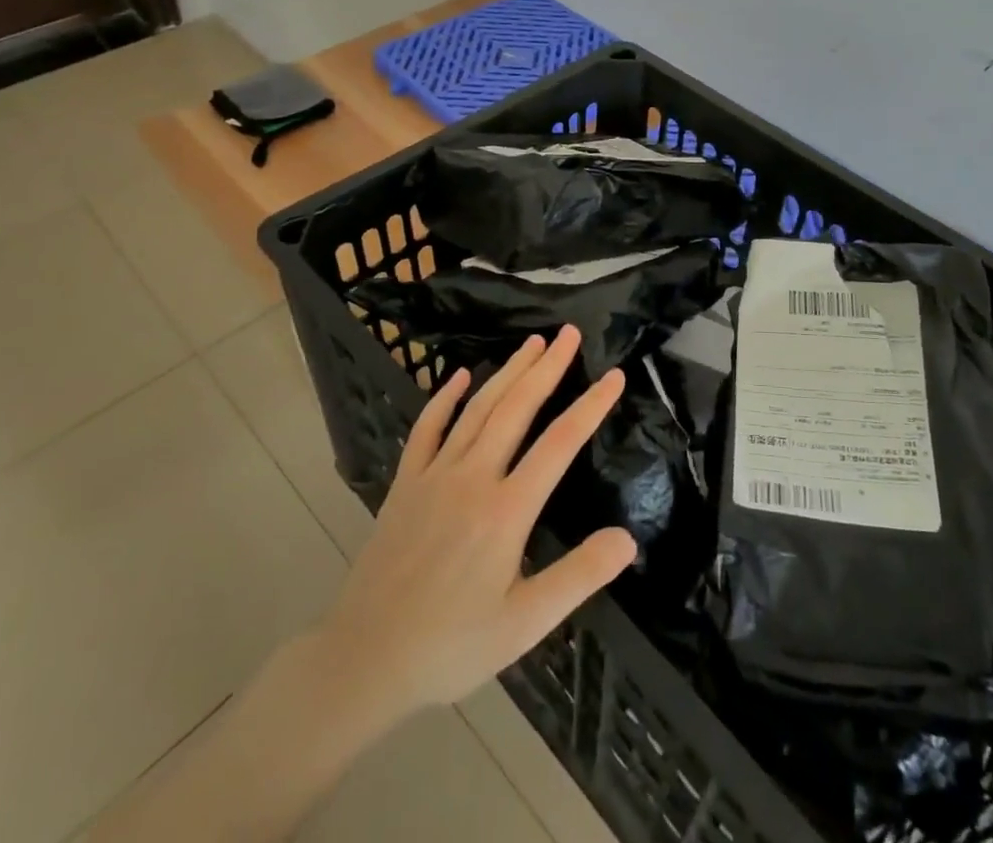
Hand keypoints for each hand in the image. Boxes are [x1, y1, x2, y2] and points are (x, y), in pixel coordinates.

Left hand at [317, 326, 635, 720]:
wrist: (365, 658)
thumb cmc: (452, 645)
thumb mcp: (525, 624)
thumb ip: (578, 576)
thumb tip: (628, 538)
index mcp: (506, 510)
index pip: (560, 443)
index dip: (590, 406)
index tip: (614, 375)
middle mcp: (472, 477)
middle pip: (517, 408)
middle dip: (547, 367)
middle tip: (570, 333)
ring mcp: (434, 475)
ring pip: (478, 408)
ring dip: (508, 371)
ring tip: (532, 343)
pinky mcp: (405, 483)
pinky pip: (427, 428)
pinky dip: (444, 398)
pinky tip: (458, 376)